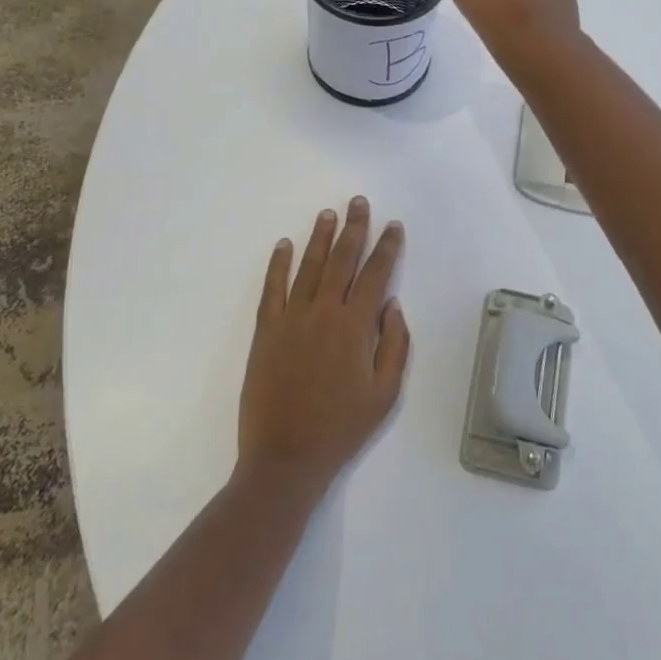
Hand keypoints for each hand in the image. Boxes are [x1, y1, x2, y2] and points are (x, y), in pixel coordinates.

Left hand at [237, 198, 410, 493]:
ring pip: (309, 267)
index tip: (393, 226)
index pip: (375, 274)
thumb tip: (392, 304)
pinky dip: (278, 264)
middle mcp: (323, 312)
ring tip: (328, 213)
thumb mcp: (385, 393)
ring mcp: (291, 319)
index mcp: (355, 326)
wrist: (286, 457)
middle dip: (354, 228)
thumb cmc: (342, 428)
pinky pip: (272, 288)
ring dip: (320, 237)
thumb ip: (394, 344)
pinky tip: (283, 245)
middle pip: (342, 260)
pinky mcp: (266, 331)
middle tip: (359, 202)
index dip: (386, 247)